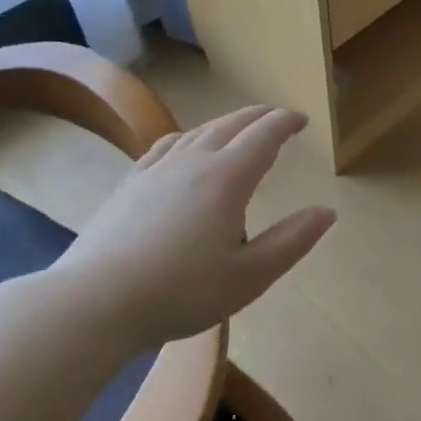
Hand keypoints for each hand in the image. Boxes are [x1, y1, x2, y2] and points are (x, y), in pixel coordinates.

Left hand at [50, 105, 335, 347]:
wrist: (94, 303)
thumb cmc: (181, 292)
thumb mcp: (250, 276)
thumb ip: (292, 241)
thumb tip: (327, 211)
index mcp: (226, 179)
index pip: (263, 136)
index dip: (286, 122)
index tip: (302, 120)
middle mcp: (192, 162)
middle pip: (231, 125)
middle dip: (258, 117)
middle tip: (277, 118)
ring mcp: (155, 171)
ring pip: (197, 132)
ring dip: (225, 124)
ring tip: (238, 129)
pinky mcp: (128, 185)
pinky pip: (165, 146)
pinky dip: (188, 137)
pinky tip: (183, 147)